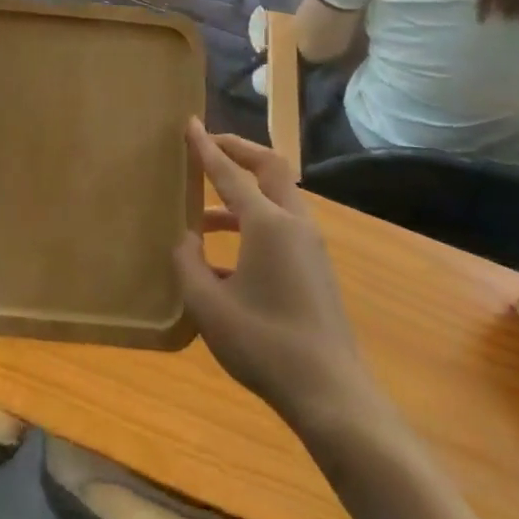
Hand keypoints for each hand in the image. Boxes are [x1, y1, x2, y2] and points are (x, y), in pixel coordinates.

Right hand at [175, 122, 372, 428]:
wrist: (331, 395)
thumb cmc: (265, 345)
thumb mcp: (209, 307)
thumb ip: (188, 264)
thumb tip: (186, 239)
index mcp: (267, 224)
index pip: (230, 173)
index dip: (206, 148)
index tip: (189, 123)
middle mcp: (293, 224)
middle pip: (269, 167)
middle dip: (239, 150)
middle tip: (209, 146)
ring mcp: (309, 246)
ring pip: (276, 198)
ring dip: (243, 193)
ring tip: (204, 214)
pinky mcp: (315, 269)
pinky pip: (281, 226)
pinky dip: (253, 222)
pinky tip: (224, 259)